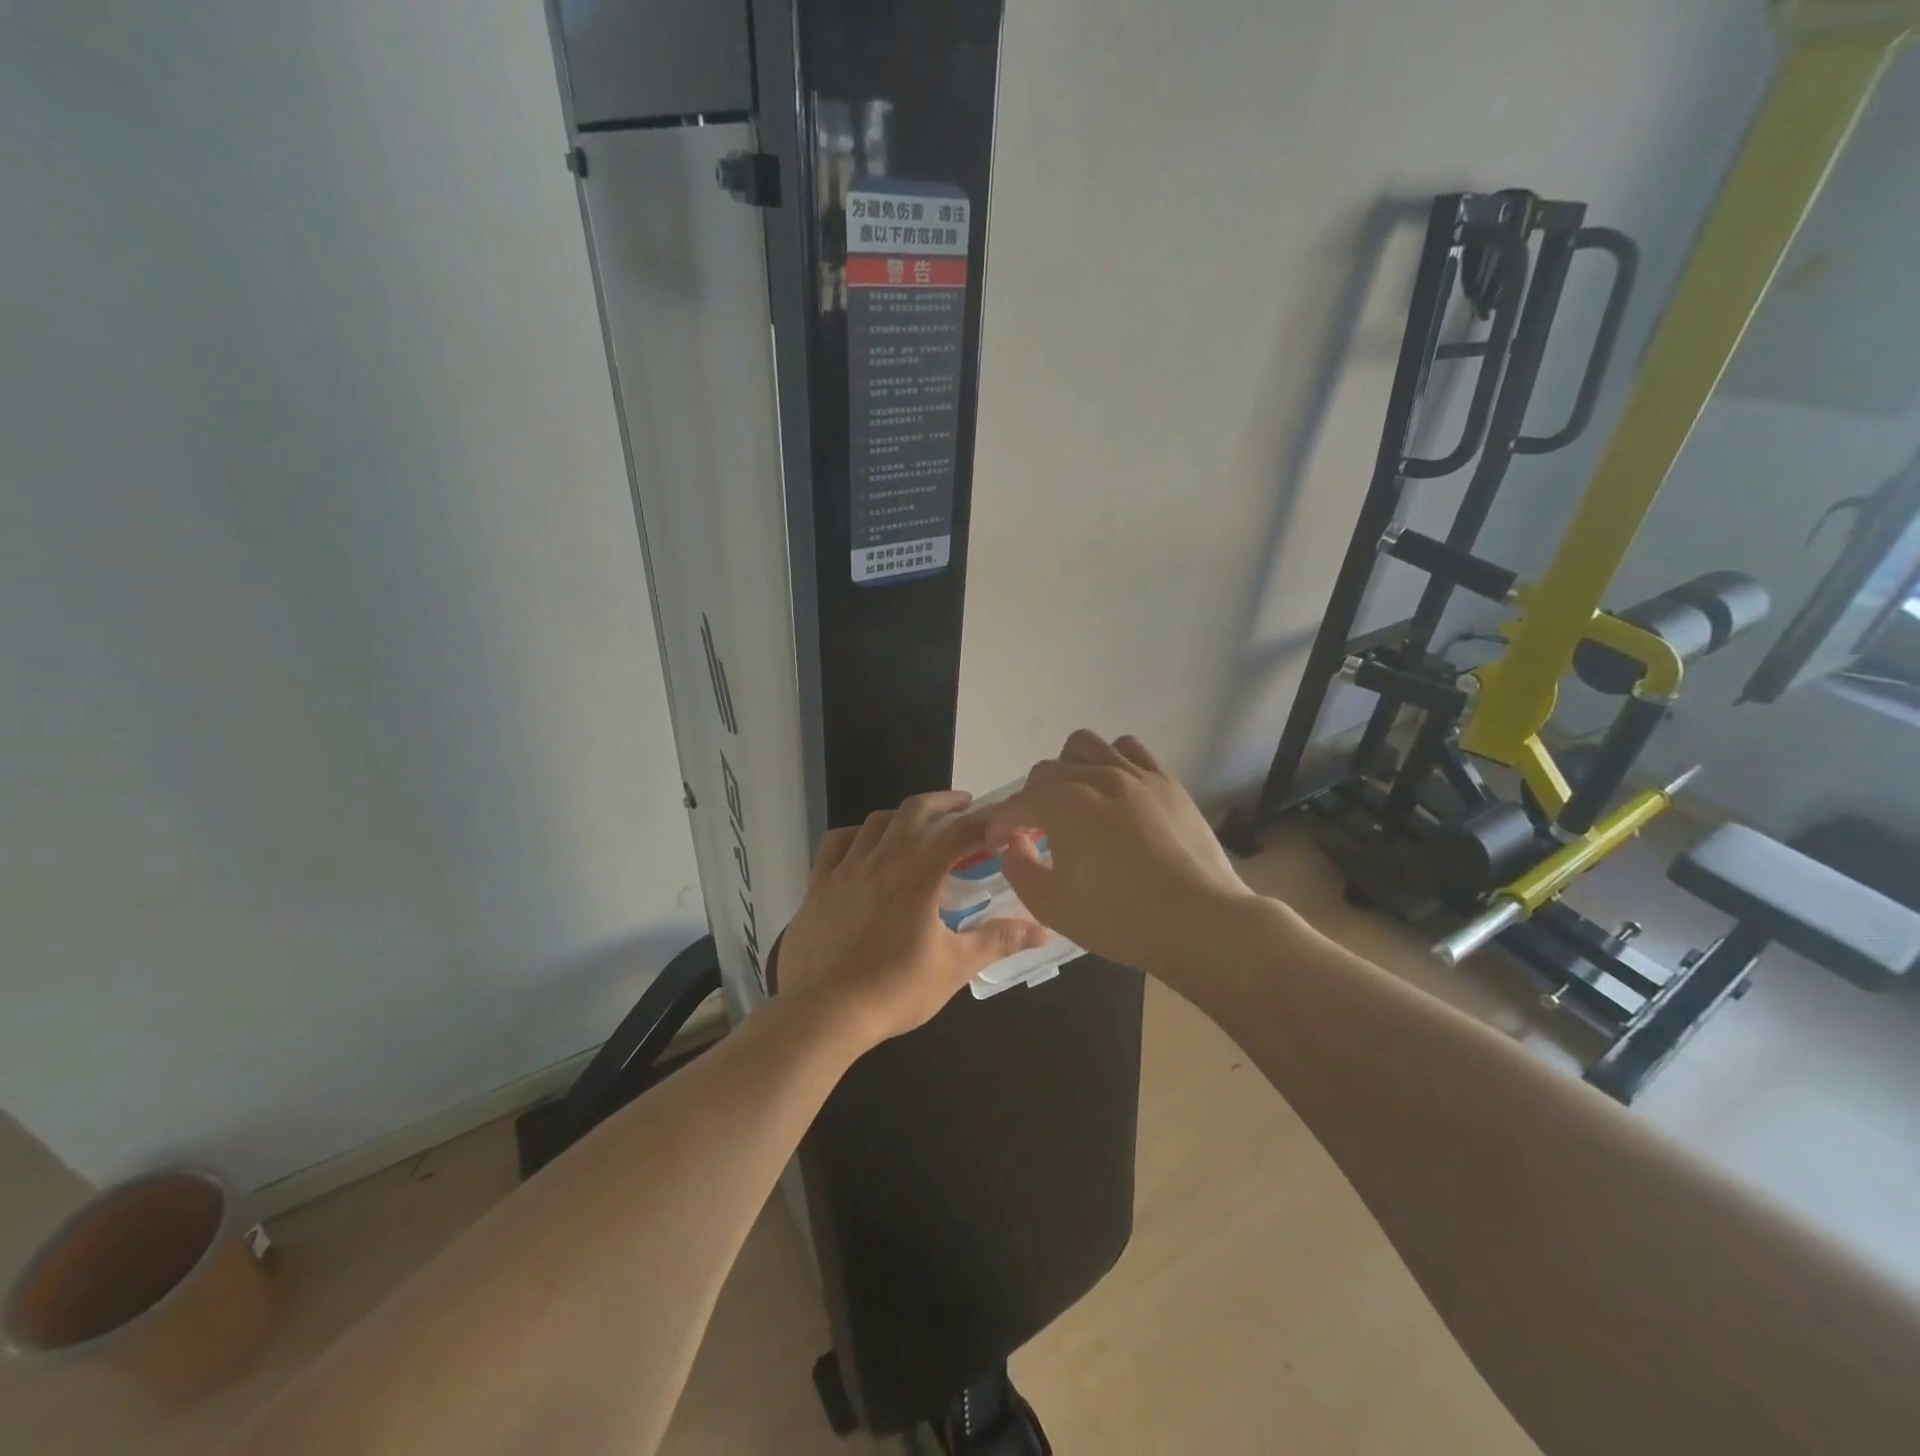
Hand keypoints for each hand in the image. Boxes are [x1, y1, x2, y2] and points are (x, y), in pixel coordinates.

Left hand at [776, 790, 1048, 1047]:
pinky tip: (864, 846)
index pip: (961, 831)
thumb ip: (998, 941)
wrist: (825, 1013)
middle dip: (943, 802)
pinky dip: (856, 835)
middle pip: (915, 810)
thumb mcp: (955, 966)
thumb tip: (1042, 931)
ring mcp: (845, 868)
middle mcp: (882, 858)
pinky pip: (836, 843)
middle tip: (964, 806)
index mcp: (919, 873)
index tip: (1002, 822)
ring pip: (876, 821)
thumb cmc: (895, 989)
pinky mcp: (818, 883)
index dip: (986, 821)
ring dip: (902, 816)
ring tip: (917, 826)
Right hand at [977, 731, 1259, 976]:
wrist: (1200, 922)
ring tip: (1073, 799)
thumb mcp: (1053, 906)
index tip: (997, 844)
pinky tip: (1114, 788)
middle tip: (1034, 831)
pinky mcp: (1166, 781)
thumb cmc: (1121, 919)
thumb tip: (1012, 845)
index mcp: (1064, 805)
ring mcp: (1135, 775)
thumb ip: (1019, 870)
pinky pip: (1130, 749)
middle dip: (1030, 799)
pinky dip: (1111, 760)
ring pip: (1086, 745)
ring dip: (1067, 768)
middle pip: (1047, 771)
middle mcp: (1096, 777)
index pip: (1018, 803)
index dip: (1000, 824)